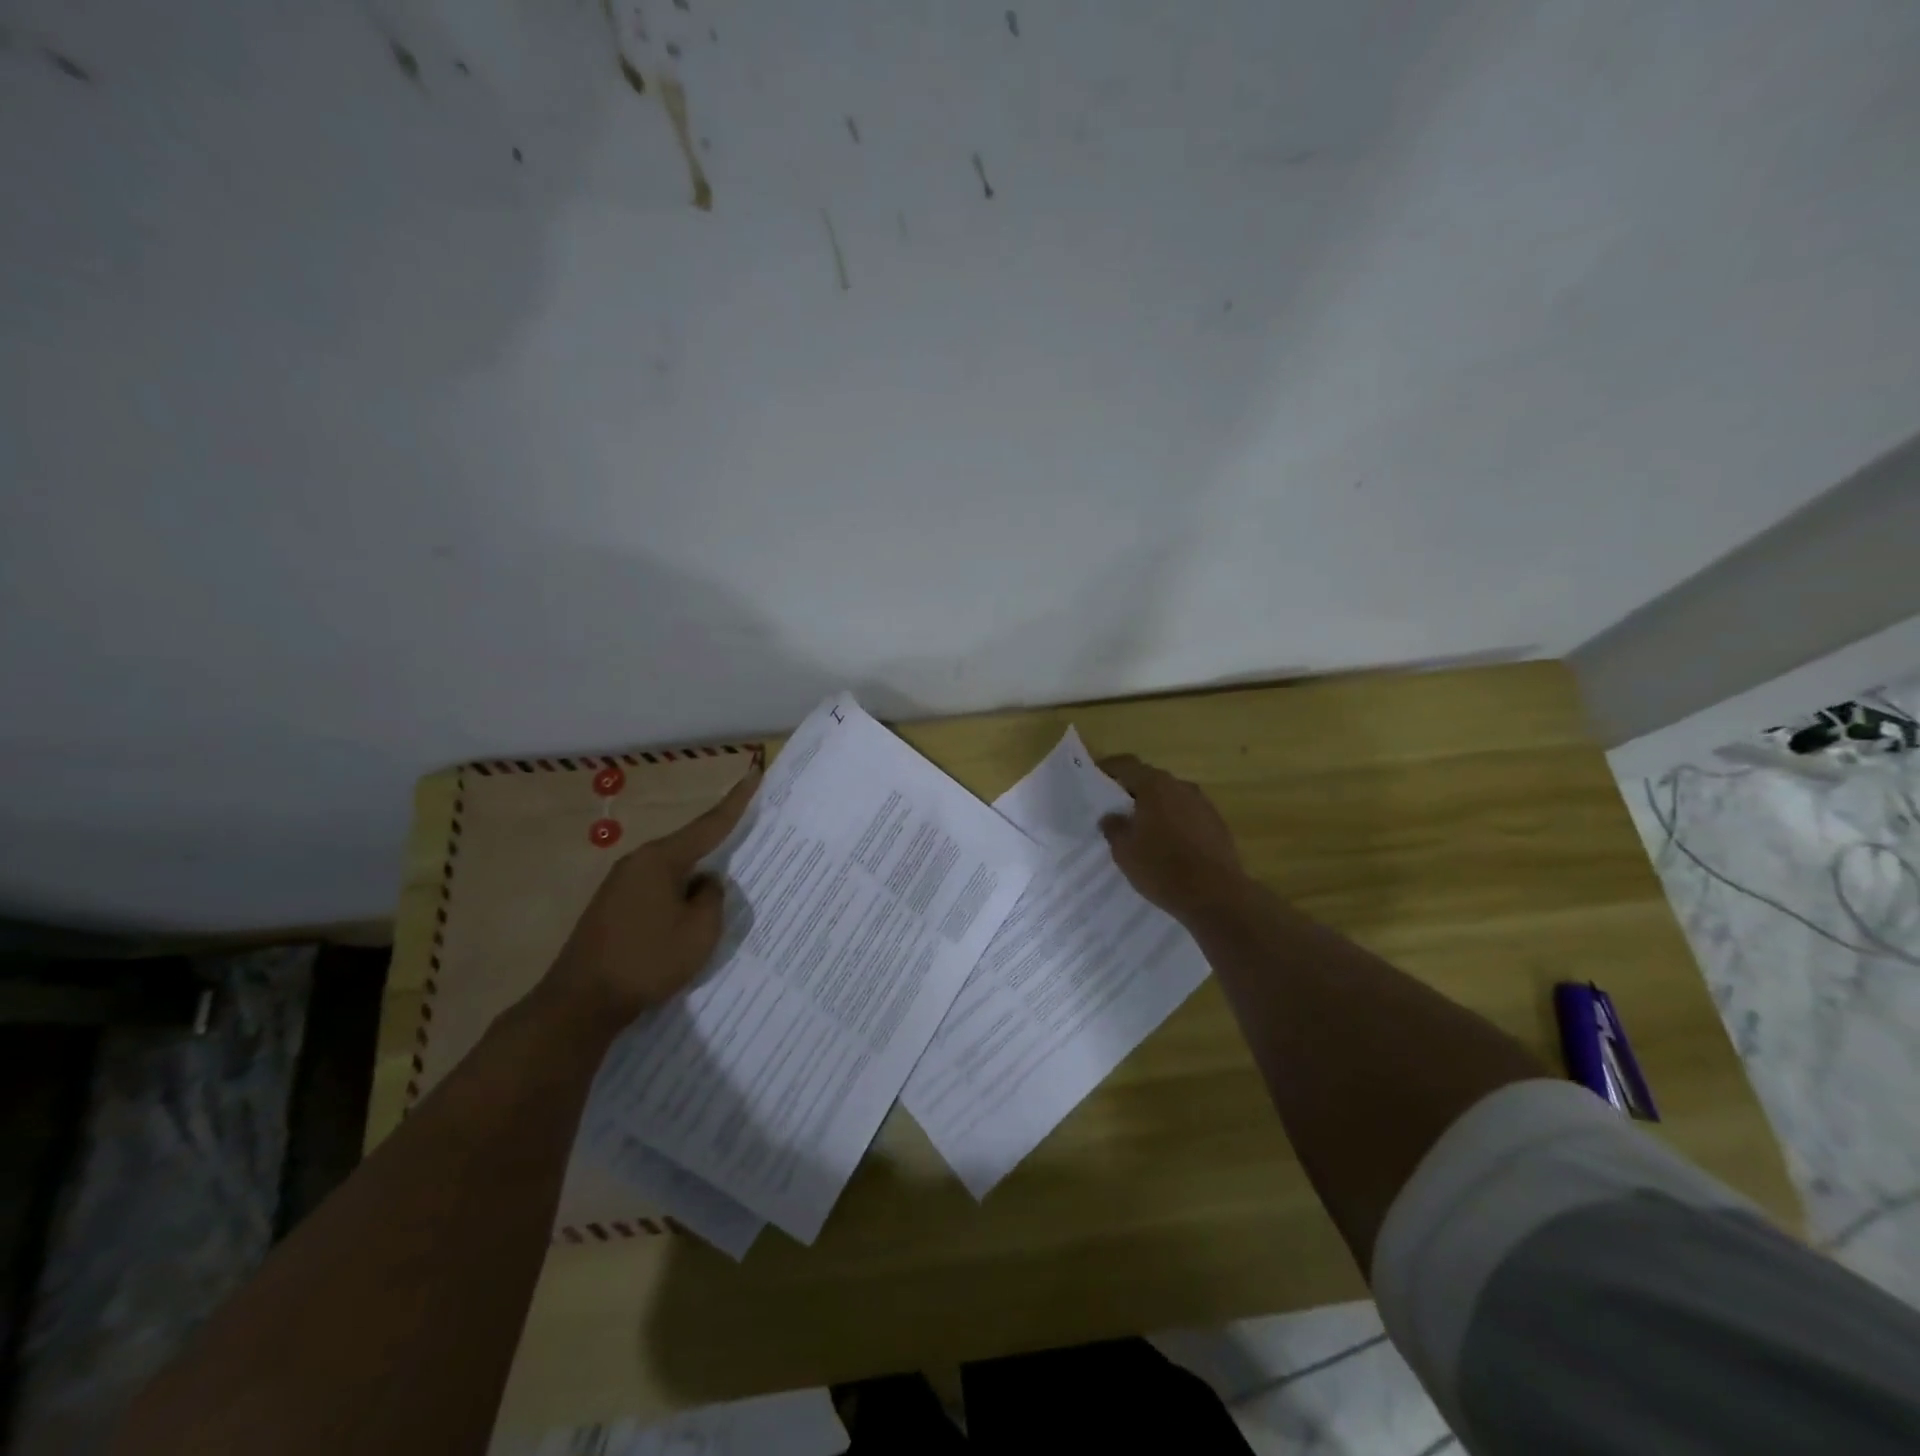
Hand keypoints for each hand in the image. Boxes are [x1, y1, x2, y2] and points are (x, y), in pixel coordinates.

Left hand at [543, 764, 761, 1026]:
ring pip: (673, 873)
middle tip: (746, 847)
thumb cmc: (647, 960)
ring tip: (716, 901)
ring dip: (694, 883)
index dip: (736, 801)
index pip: (709, 824)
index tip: (753, 773)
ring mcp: (620, 885)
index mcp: (661, 859)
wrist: (580, 1002)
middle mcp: (638, 862)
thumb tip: (705, 883)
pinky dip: (677, 899)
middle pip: (689, 847)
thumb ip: (713, 898)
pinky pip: (657, 891)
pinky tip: (685, 921)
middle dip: (716, 849)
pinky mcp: (612, 909)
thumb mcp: (700, 930)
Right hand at [1098, 754, 1245, 922]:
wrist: (1216, 896)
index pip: (1127, 765)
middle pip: (1151, 780)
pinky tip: (1168, 844)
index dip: (1109, 769)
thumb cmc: (1162, 868)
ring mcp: (1204, 804)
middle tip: (1117, 809)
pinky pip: (1188, 815)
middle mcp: (1181, 787)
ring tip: (1142, 829)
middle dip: (1133, 791)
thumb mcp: (1124, 851)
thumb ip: (1114, 827)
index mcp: (1155, 785)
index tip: (1096, 779)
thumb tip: (1111, 816)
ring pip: (1172, 798)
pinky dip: (1175, 822)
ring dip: (1156, 808)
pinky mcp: (1218, 824)